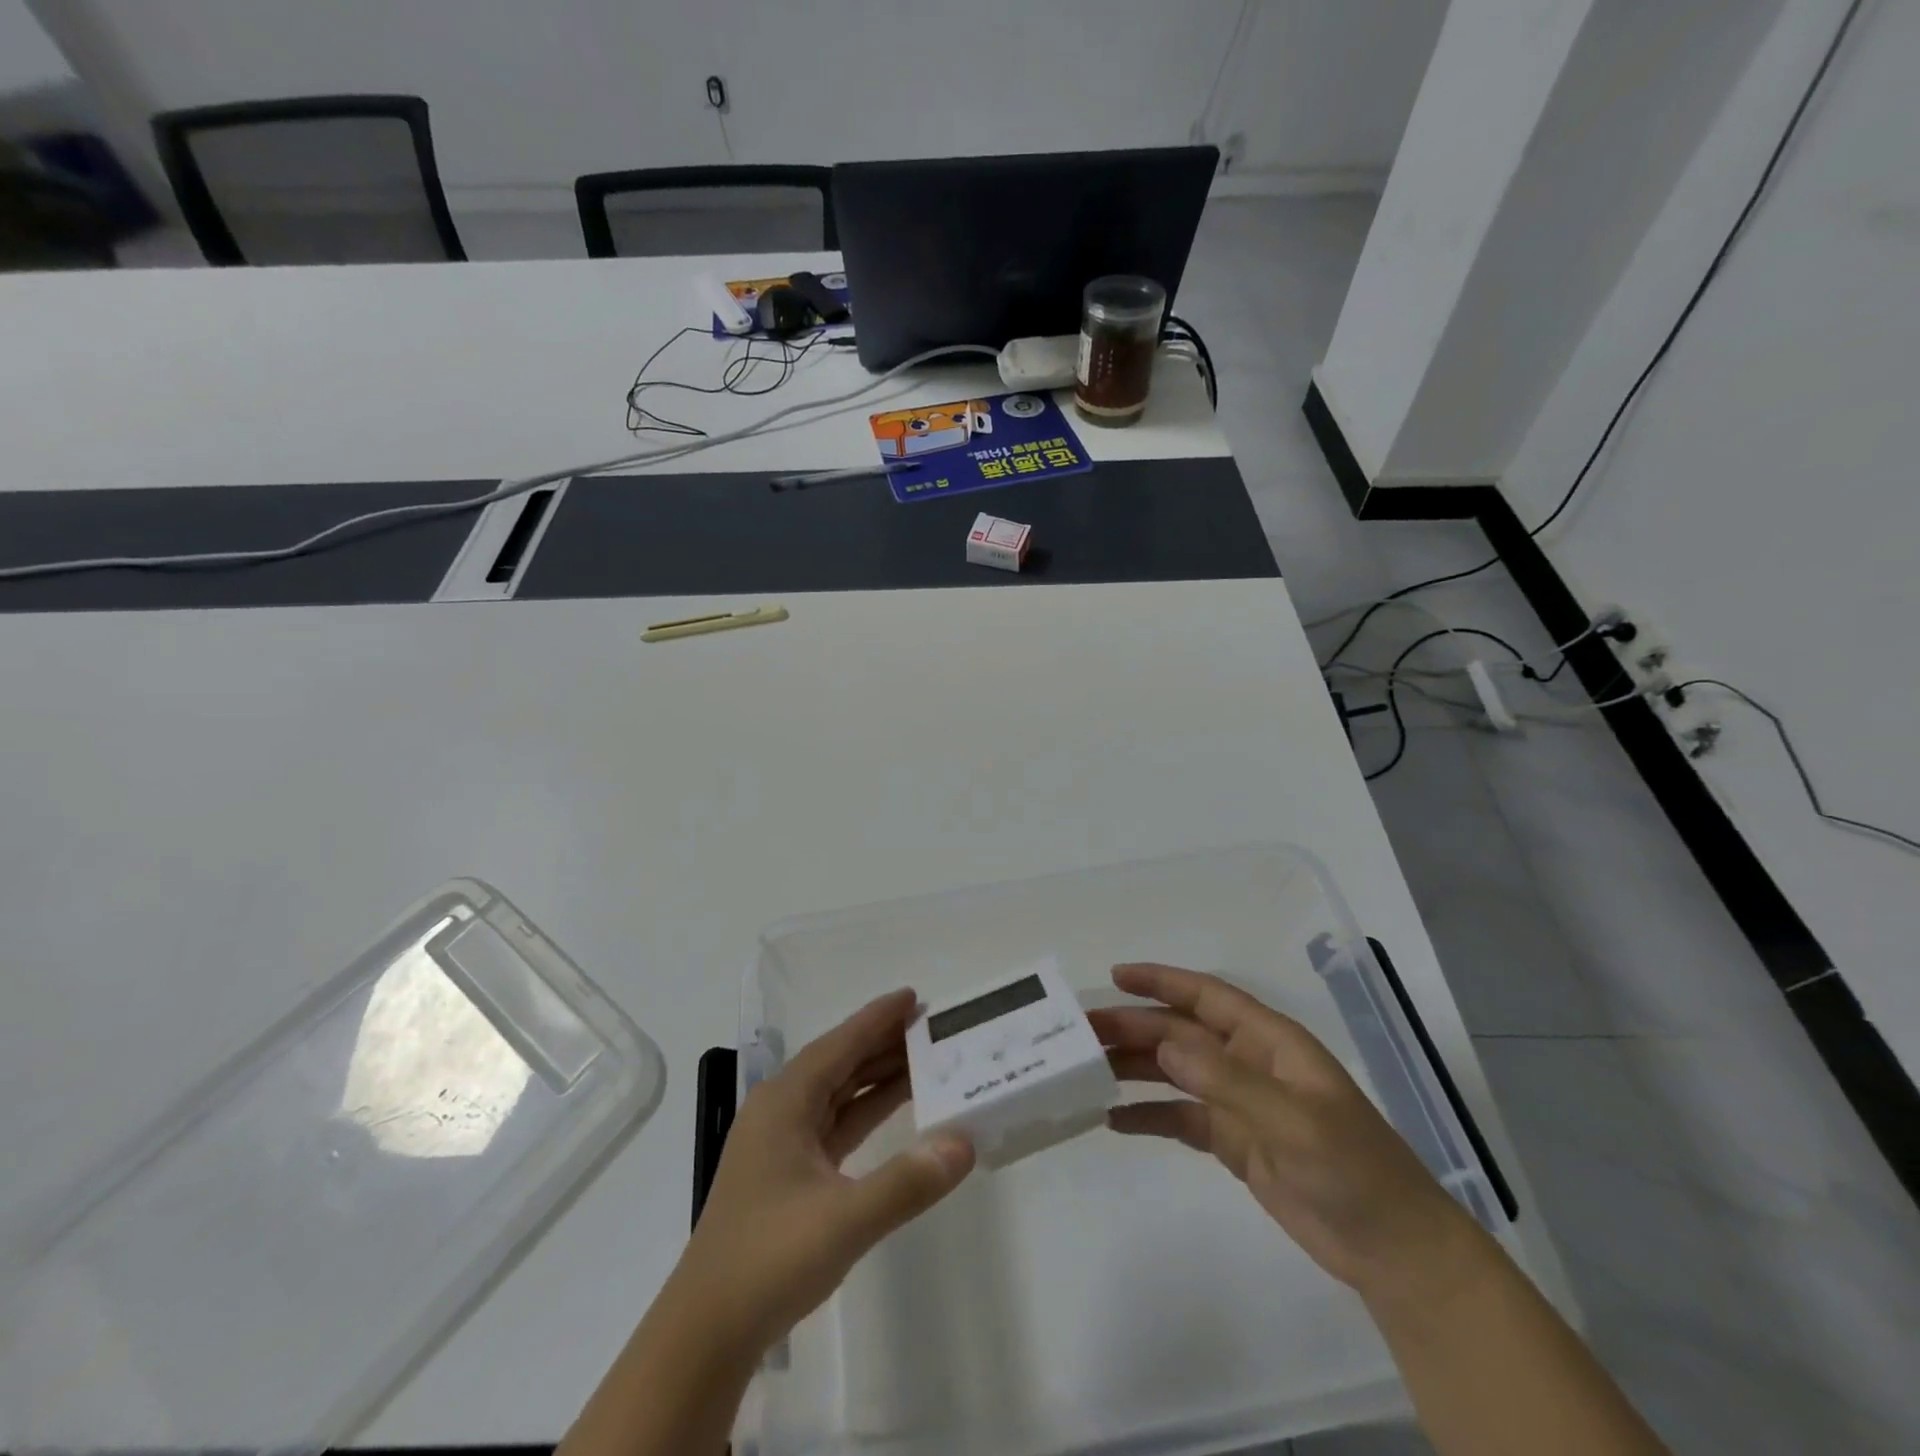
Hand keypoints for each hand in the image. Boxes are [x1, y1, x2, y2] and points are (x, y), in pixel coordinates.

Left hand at [668, 989, 975, 1360]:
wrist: (706, 1334)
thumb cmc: (768, 1262)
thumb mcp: (843, 1221)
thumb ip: (906, 1182)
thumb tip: (964, 1142)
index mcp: (784, 1102)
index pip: (839, 1045)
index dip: (877, 1018)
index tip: (914, 996)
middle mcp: (781, 1110)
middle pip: (840, 1062)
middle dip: (883, 1041)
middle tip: (931, 1026)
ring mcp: (782, 1142)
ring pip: (838, 1092)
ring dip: (877, 1075)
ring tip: (924, 1057)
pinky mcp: (790, 1172)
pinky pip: (836, 1123)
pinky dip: (867, 1110)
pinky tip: (896, 1107)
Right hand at [1089, 962, 1480, 1297]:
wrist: (1394, 1251)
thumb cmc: (1353, 1170)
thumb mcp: (1293, 1121)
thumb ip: (1226, 1081)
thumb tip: (1163, 1045)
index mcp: (1269, 1041)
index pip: (1206, 996)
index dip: (1161, 981)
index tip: (1115, 976)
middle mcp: (1249, 1062)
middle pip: (1180, 1034)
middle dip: (1134, 1028)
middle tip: (1082, 1032)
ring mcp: (1240, 1102)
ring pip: (1174, 1073)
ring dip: (1134, 1068)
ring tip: (1087, 1071)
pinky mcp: (1234, 1141)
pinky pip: (1180, 1118)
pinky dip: (1149, 1115)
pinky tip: (1113, 1120)